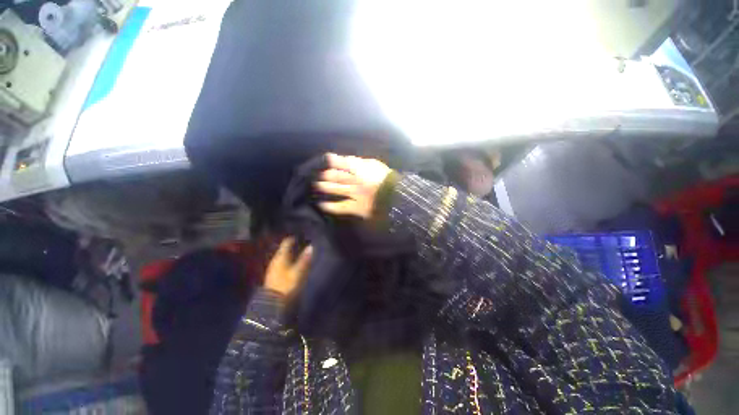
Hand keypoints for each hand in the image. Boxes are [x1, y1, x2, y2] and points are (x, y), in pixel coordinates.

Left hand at [264, 238, 312, 295]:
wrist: (272, 303)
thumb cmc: (286, 285)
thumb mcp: (298, 272)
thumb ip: (304, 259)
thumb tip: (311, 246)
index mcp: (280, 257)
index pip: (286, 242)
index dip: (294, 238)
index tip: (302, 236)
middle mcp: (275, 260)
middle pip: (284, 249)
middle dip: (293, 246)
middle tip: (304, 243)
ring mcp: (274, 268)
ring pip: (283, 256)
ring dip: (291, 253)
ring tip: (301, 252)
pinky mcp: (274, 275)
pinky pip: (282, 263)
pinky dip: (289, 260)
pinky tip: (294, 263)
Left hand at [315, 153, 391, 218]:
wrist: (396, 197)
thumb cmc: (386, 179)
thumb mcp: (375, 165)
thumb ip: (361, 162)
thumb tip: (346, 160)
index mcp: (362, 170)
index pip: (343, 163)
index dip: (332, 160)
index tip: (325, 159)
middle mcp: (357, 181)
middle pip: (337, 176)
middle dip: (325, 174)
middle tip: (315, 173)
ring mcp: (356, 195)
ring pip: (337, 189)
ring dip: (325, 187)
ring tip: (315, 185)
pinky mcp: (357, 207)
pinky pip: (342, 207)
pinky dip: (331, 206)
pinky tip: (322, 204)